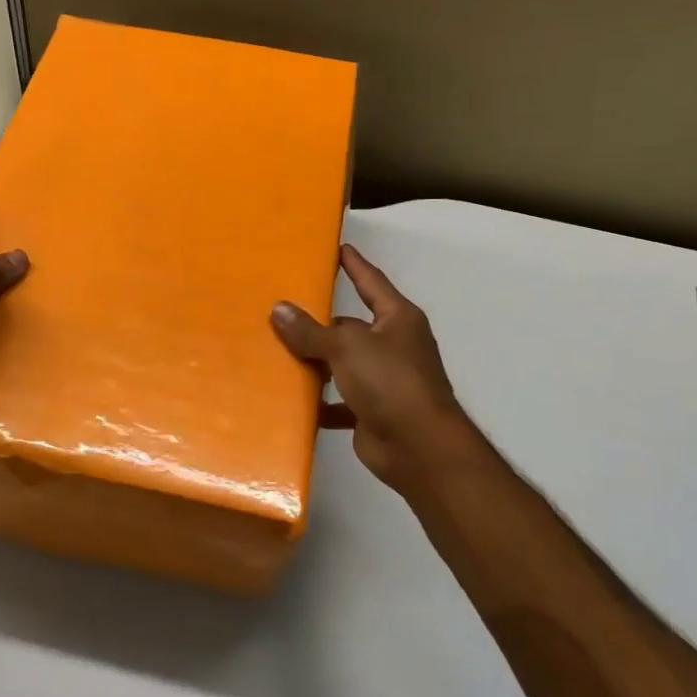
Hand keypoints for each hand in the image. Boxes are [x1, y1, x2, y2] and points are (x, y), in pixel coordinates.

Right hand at [271, 244, 488, 499]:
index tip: (337, 247)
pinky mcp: (373, 411)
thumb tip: (279, 309)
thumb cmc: (390, 382)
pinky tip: (292, 399)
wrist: (419, 448)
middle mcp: (394, 345)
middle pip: (350, 326)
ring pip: (342, 363)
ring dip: (316, 363)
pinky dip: (320, 401)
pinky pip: (339, 400)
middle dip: (320, 322)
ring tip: (277, 351)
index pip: (371, 282)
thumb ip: (311, 330)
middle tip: (282, 308)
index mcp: (397, 319)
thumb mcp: (347, 347)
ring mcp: (384, 380)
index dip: (354, 264)